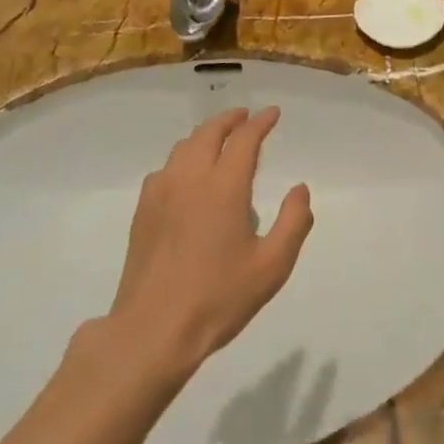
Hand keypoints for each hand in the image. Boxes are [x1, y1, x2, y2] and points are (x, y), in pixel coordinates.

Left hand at [107, 107, 313, 373]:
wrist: (153, 330)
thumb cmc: (219, 298)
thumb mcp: (272, 266)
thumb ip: (294, 222)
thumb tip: (300, 189)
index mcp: (224, 187)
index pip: (244, 139)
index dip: (260, 122)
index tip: (273, 113)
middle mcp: (190, 179)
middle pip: (209, 133)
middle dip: (230, 120)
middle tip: (246, 117)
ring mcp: (161, 193)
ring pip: (184, 147)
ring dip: (205, 135)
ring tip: (219, 139)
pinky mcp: (143, 211)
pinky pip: (165, 169)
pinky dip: (183, 158)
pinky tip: (187, 175)